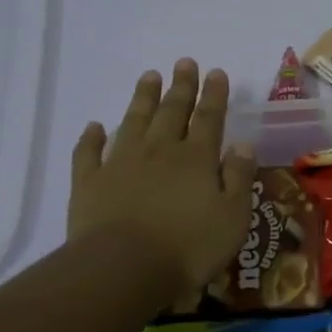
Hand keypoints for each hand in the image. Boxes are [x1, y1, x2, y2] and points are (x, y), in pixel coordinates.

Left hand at [67, 60, 258, 297]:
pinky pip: (89, 153)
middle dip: (180, 86)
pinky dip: (91, 137)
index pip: (209, 118)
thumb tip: (242, 144)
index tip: (215, 72)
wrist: (122, 269)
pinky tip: (94, 126)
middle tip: (184, 62)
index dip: (214, 95)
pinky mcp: (89, 183)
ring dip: (142, 98)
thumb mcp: (232, 217)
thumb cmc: (188, 247)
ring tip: (149, 76)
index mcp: (196, 158)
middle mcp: (159, 151)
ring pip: (133, 121)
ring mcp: (120, 163)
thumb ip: (238, 177)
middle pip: (171, 111)